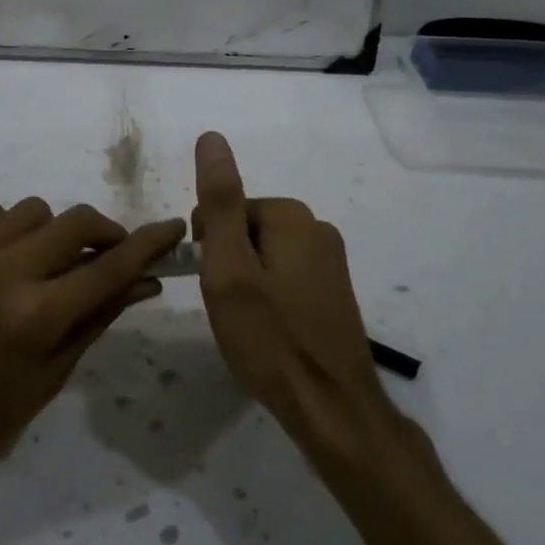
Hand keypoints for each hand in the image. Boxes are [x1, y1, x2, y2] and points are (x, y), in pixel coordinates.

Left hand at [0, 196, 184, 505]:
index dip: (148, 243)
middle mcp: (0, 274)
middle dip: (103, 233)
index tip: (172, 228)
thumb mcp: (50, 377)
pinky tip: (2, 257)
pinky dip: (4, 226)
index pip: (109, 266)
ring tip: (43, 265)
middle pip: (74, 221)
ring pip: (31, 210)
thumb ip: (97, 317)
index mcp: (35, 317)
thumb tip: (144, 280)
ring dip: (50, 232)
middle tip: (106, 255)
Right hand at [192, 132, 392, 454]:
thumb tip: (211, 136)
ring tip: (250, 324)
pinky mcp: (335, 289)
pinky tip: (272, 331)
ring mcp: (332, 260)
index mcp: (293, 216)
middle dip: (230, 263)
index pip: (226, 210)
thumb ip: (220, 201)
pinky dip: (270, 297)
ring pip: (265, 255)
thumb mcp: (229, 267)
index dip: (209, 247)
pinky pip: (286, 276)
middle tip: (231, 309)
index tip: (215, 286)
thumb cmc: (270, 337)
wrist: (331, 408)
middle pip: (247, 229)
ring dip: (248, 282)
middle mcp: (318, 228)